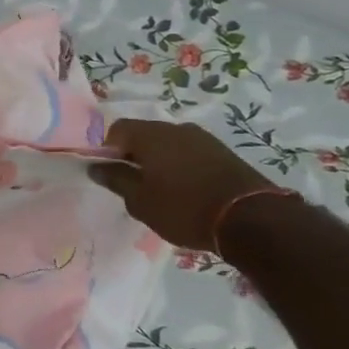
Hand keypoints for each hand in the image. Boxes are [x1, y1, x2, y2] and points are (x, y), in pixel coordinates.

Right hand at [89, 118, 274, 251]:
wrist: (253, 220)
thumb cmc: (184, 208)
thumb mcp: (140, 200)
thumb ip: (116, 179)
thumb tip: (96, 166)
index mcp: (151, 135)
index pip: (117, 129)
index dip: (107, 149)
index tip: (111, 173)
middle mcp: (176, 128)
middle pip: (144, 134)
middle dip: (134, 155)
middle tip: (133, 184)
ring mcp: (204, 139)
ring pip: (169, 144)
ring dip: (159, 162)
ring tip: (161, 190)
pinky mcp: (224, 153)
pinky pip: (190, 154)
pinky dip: (181, 167)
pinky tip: (186, 191)